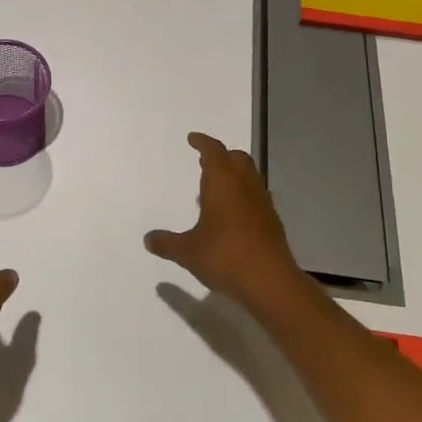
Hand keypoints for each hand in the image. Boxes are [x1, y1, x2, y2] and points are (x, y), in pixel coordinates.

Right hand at [145, 133, 310, 321]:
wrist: (270, 282)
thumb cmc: (224, 257)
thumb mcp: (188, 251)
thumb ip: (167, 243)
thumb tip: (148, 239)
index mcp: (223, 182)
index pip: (213, 151)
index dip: (202, 142)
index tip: (193, 138)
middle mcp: (245, 185)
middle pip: (236, 158)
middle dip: (221, 156)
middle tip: (205, 161)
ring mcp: (262, 203)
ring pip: (250, 177)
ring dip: (234, 176)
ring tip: (216, 189)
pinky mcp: (273, 222)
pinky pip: (256, 197)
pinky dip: (243, 196)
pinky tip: (233, 216)